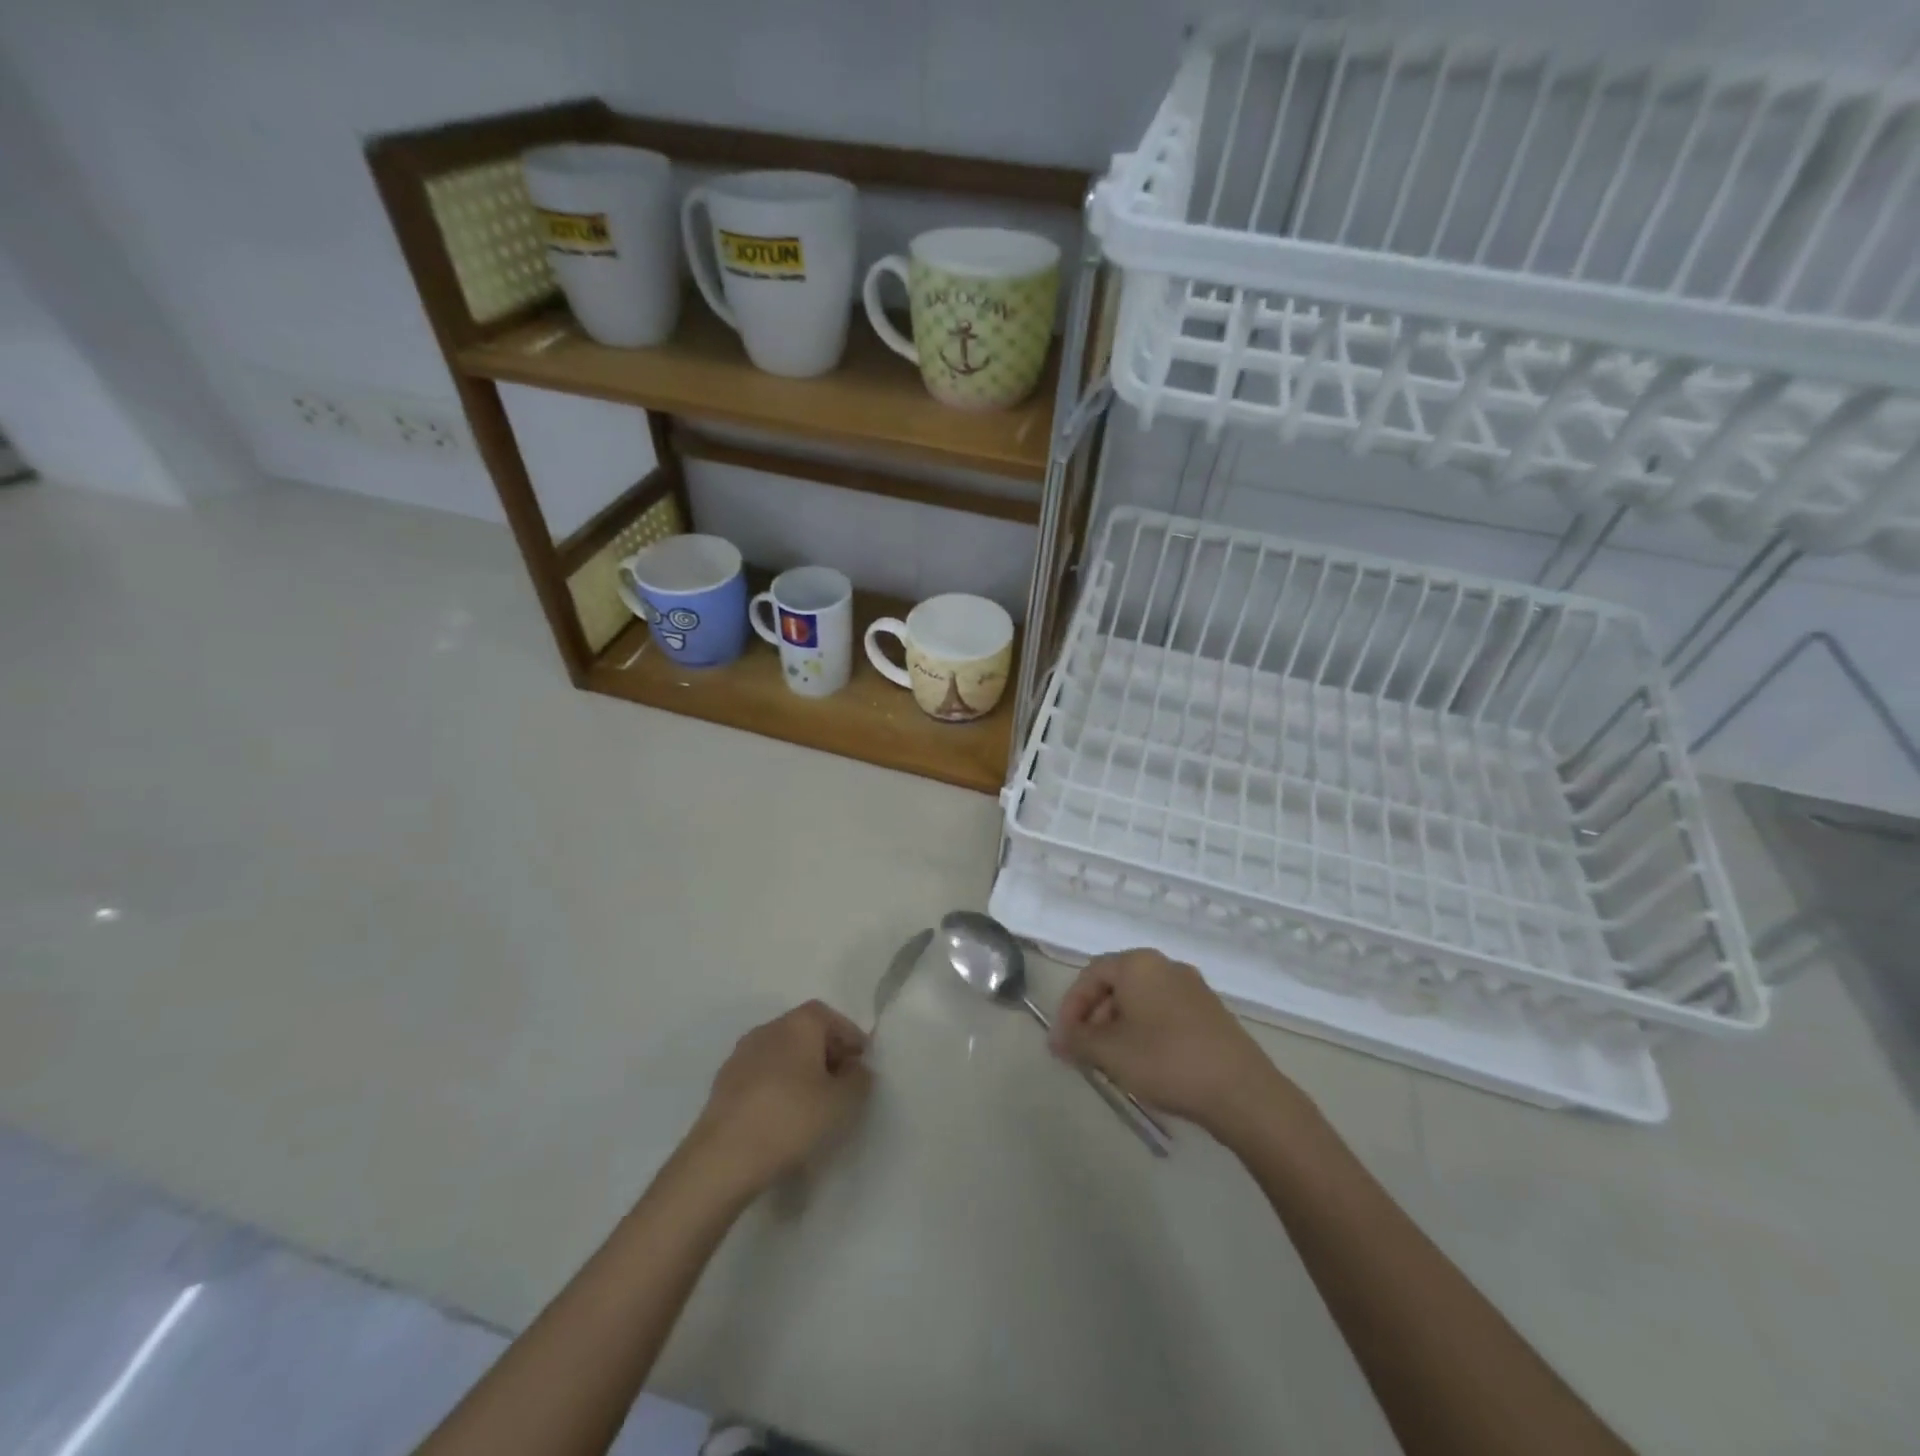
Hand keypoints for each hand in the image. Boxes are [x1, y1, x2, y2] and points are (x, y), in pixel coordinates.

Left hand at [690, 1001, 872, 1197]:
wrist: (722, 1159)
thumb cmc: (791, 1119)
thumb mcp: (843, 1103)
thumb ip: (860, 1080)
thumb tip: (857, 1069)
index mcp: (798, 1023)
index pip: (830, 1016)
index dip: (849, 1037)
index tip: (862, 1064)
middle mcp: (768, 1029)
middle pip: (804, 1032)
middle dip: (826, 1054)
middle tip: (842, 1086)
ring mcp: (740, 1056)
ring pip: (781, 1055)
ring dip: (800, 1073)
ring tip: (813, 1107)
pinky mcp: (722, 1085)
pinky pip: (761, 1077)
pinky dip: (777, 1089)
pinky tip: (783, 1120)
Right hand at [1050, 949, 1297, 1137]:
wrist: (1242, 1092)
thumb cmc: (1166, 1060)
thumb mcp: (1110, 1052)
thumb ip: (1077, 1041)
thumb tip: (1059, 1039)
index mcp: (1138, 964)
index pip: (1091, 974)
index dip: (1070, 1007)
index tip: (1062, 1041)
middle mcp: (1166, 966)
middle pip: (1116, 985)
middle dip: (1093, 1019)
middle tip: (1082, 1053)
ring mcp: (1192, 988)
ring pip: (1140, 1001)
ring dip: (1117, 1027)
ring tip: (1110, 1064)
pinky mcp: (1210, 1013)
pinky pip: (1164, 1013)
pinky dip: (1144, 1032)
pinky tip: (1143, 1064)